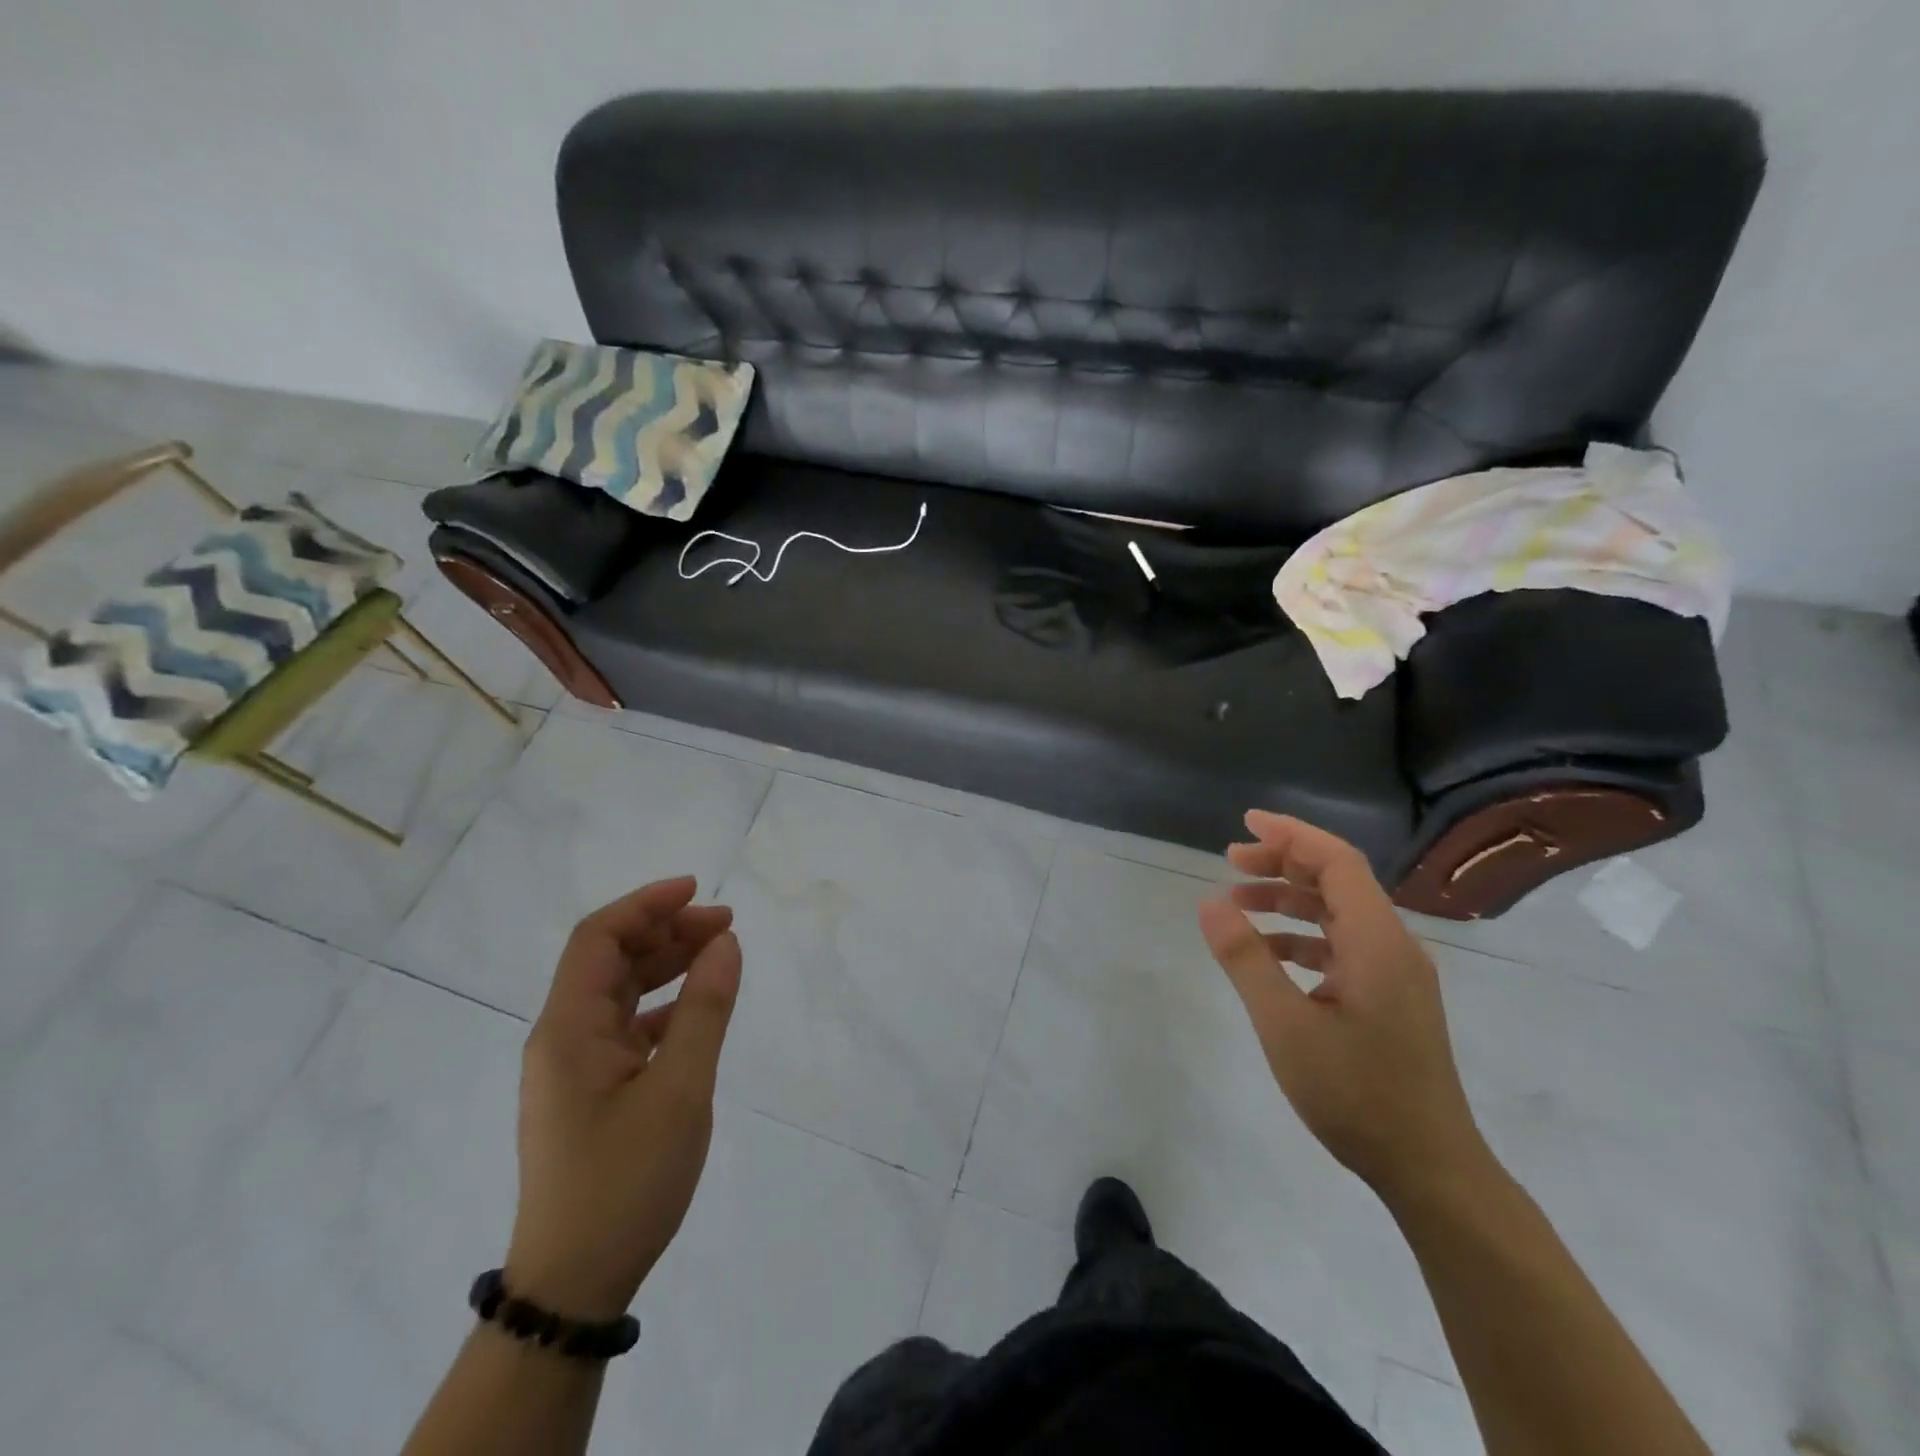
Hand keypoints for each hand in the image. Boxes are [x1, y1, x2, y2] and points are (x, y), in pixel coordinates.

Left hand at [505, 877, 741, 1319]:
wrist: (575, 1282)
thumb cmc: (625, 1180)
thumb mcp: (681, 1089)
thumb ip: (705, 1009)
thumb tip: (725, 942)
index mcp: (568, 1029)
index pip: (597, 939)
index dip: (646, 904)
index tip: (698, 889)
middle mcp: (562, 1038)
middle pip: (610, 960)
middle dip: (666, 931)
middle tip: (726, 925)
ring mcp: (574, 1067)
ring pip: (620, 992)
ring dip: (666, 965)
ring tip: (719, 953)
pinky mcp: (590, 1092)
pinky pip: (627, 1027)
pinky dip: (663, 1006)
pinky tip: (697, 1011)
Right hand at [1197, 812, 1490, 1207]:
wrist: (1430, 1168)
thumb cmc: (1356, 1093)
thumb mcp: (1285, 1025)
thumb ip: (1245, 959)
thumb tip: (1210, 902)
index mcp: (1377, 941)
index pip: (1336, 862)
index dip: (1291, 835)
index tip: (1245, 824)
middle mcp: (1393, 945)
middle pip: (1337, 880)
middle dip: (1283, 863)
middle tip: (1230, 861)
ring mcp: (1396, 973)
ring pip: (1338, 913)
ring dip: (1289, 900)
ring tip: (1237, 904)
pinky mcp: (1391, 997)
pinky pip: (1343, 945)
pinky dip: (1303, 936)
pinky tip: (1269, 955)